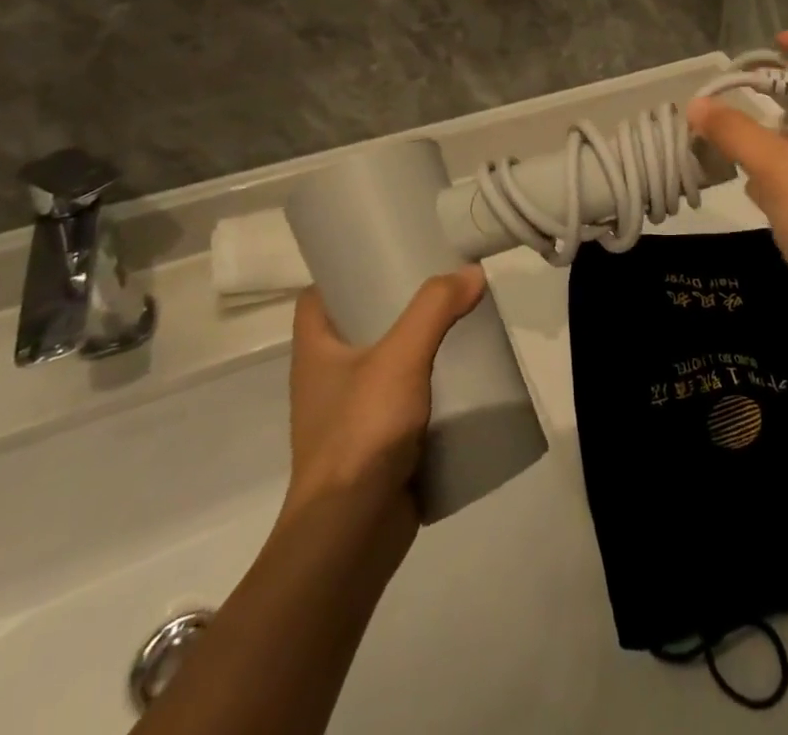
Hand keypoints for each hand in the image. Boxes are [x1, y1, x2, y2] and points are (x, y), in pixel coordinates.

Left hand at [278, 271, 485, 554]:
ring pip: (386, 366)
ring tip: (459, 324)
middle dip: (397, 305)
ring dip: (418, 348)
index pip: (318, 297)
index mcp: (315, 352)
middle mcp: (327, 380)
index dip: (345, 270)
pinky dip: (429, 389)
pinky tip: (462, 378)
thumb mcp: (400, 357)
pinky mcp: (377, 447)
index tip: (386, 252)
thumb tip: (472, 272)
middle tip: (440, 284)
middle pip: (360, 326)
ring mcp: (351, 417)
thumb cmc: (361, 432)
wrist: (351, 534)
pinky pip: (404, 404)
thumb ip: (436, 309)